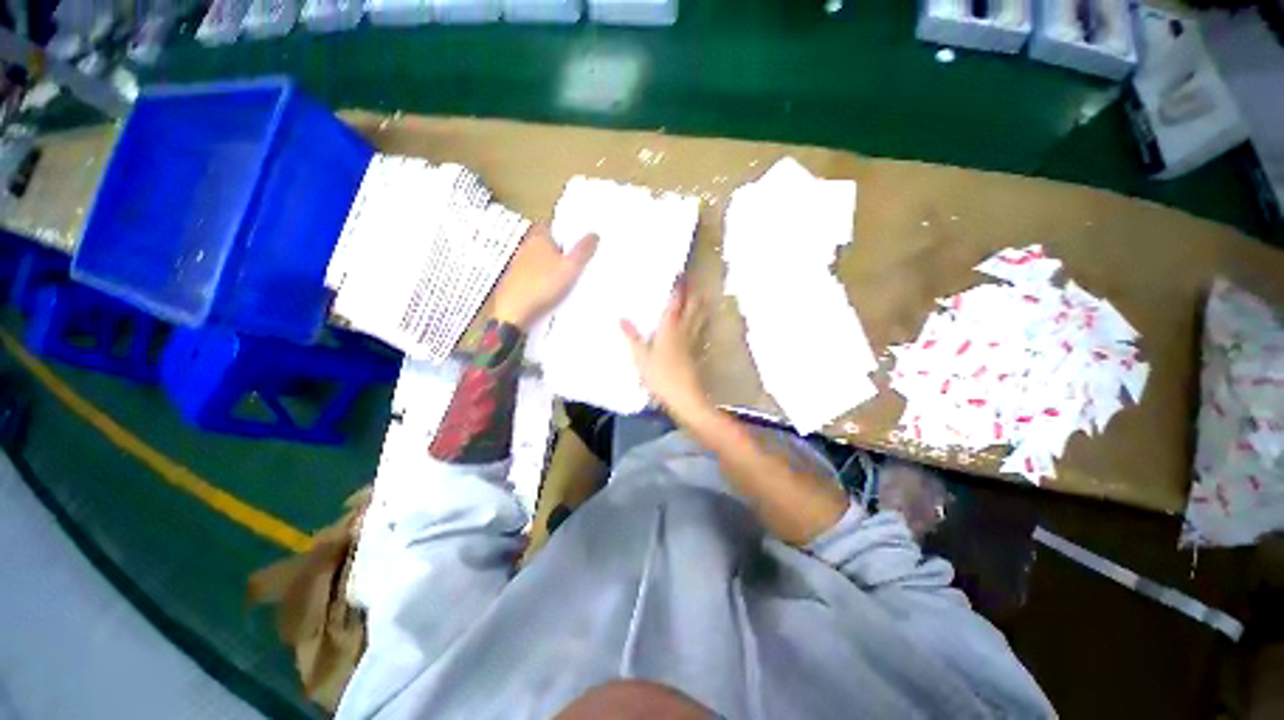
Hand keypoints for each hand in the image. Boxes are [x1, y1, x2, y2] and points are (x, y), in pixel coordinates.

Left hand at [493, 224, 598, 329]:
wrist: (515, 311)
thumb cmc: (543, 284)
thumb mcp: (571, 267)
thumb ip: (583, 250)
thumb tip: (594, 234)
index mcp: (538, 238)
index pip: (550, 225)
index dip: (563, 230)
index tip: (576, 239)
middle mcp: (526, 247)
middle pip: (545, 243)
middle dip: (559, 249)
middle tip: (576, 259)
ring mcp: (518, 265)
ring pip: (538, 260)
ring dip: (550, 265)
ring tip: (566, 277)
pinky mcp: (515, 281)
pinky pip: (533, 275)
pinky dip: (542, 279)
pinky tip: (551, 290)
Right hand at [622, 280, 708, 418]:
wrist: (683, 396)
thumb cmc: (659, 375)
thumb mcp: (640, 357)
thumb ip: (632, 337)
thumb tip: (622, 319)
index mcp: (670, 327)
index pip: (676, 302)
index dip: (679, 288)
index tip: (681, 275)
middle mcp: (684, 329)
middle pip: (692, 307)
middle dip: (693, 293)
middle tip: (693, 281)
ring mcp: (693, 341)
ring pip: (700, 318)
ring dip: (701, 306)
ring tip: (703, 296)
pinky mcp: (698, 352)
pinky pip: (702, 332)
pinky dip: (704, 324)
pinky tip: (704, 325)